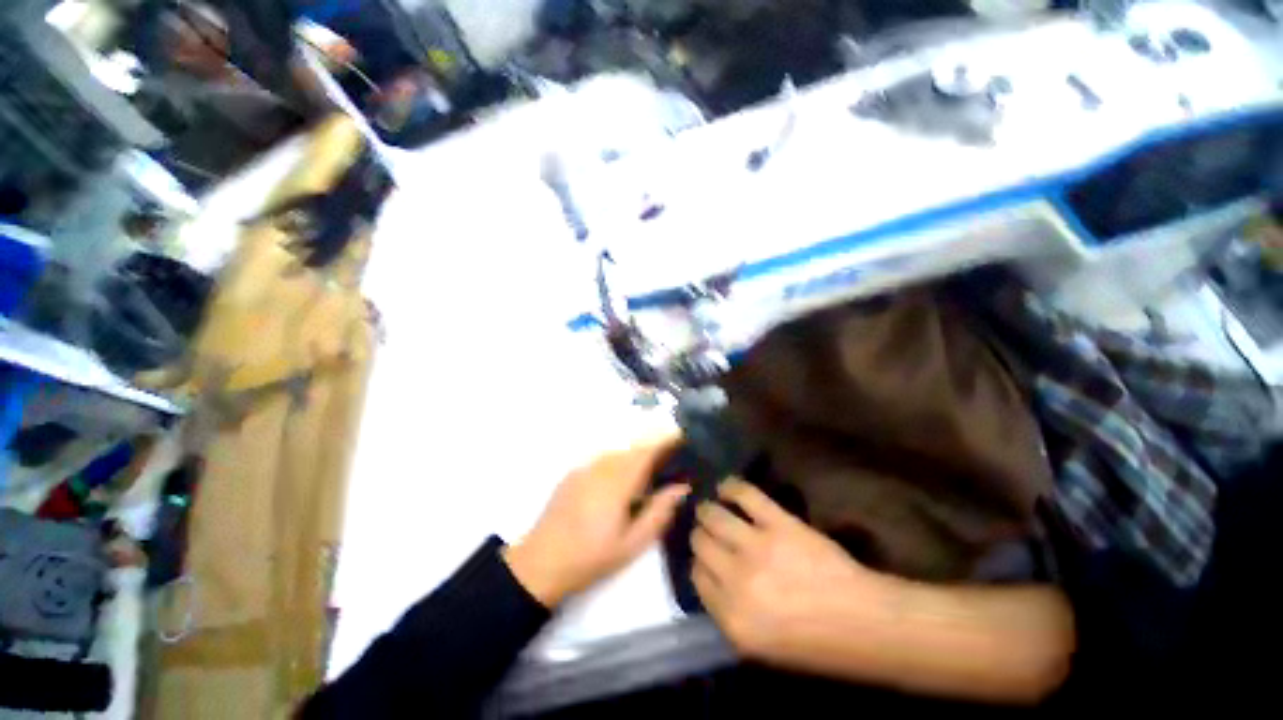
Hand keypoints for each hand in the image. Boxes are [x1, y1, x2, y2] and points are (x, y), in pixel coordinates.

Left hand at [504, 436, 689, 606]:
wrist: (541, 563)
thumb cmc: (591, 557)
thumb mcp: (632, 543)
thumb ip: (659, 512)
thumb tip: (682, 487)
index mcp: (618, 481)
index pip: (647, 451)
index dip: (665, 441)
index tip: (682, 438)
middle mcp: (602, 466)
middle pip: (633, 449)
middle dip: (653, 450)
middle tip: (670, 461)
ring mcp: (585, 468)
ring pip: (618, 453)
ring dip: (635, 457)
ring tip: (648, 474)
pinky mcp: (573, 474)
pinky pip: (603, 461)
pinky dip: (618, 463)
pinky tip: (619, 483)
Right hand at [692, 480, 892, 661]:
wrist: (865, 623)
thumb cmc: (815, 642)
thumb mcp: (759, 645)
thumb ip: (726, 611)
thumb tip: (708, 574)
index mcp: (731, 619)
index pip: (696, 576)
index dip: (700, 563)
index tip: (706, 557)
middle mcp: (737, 581)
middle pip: (701, 543)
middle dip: (701, 536)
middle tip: (708, 531)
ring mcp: (757, 547)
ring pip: (714, 517)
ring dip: (707, 510)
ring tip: (710, 508)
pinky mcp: (779, 523)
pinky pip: (744, 495)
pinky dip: (730, 486)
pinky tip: (725, 488)